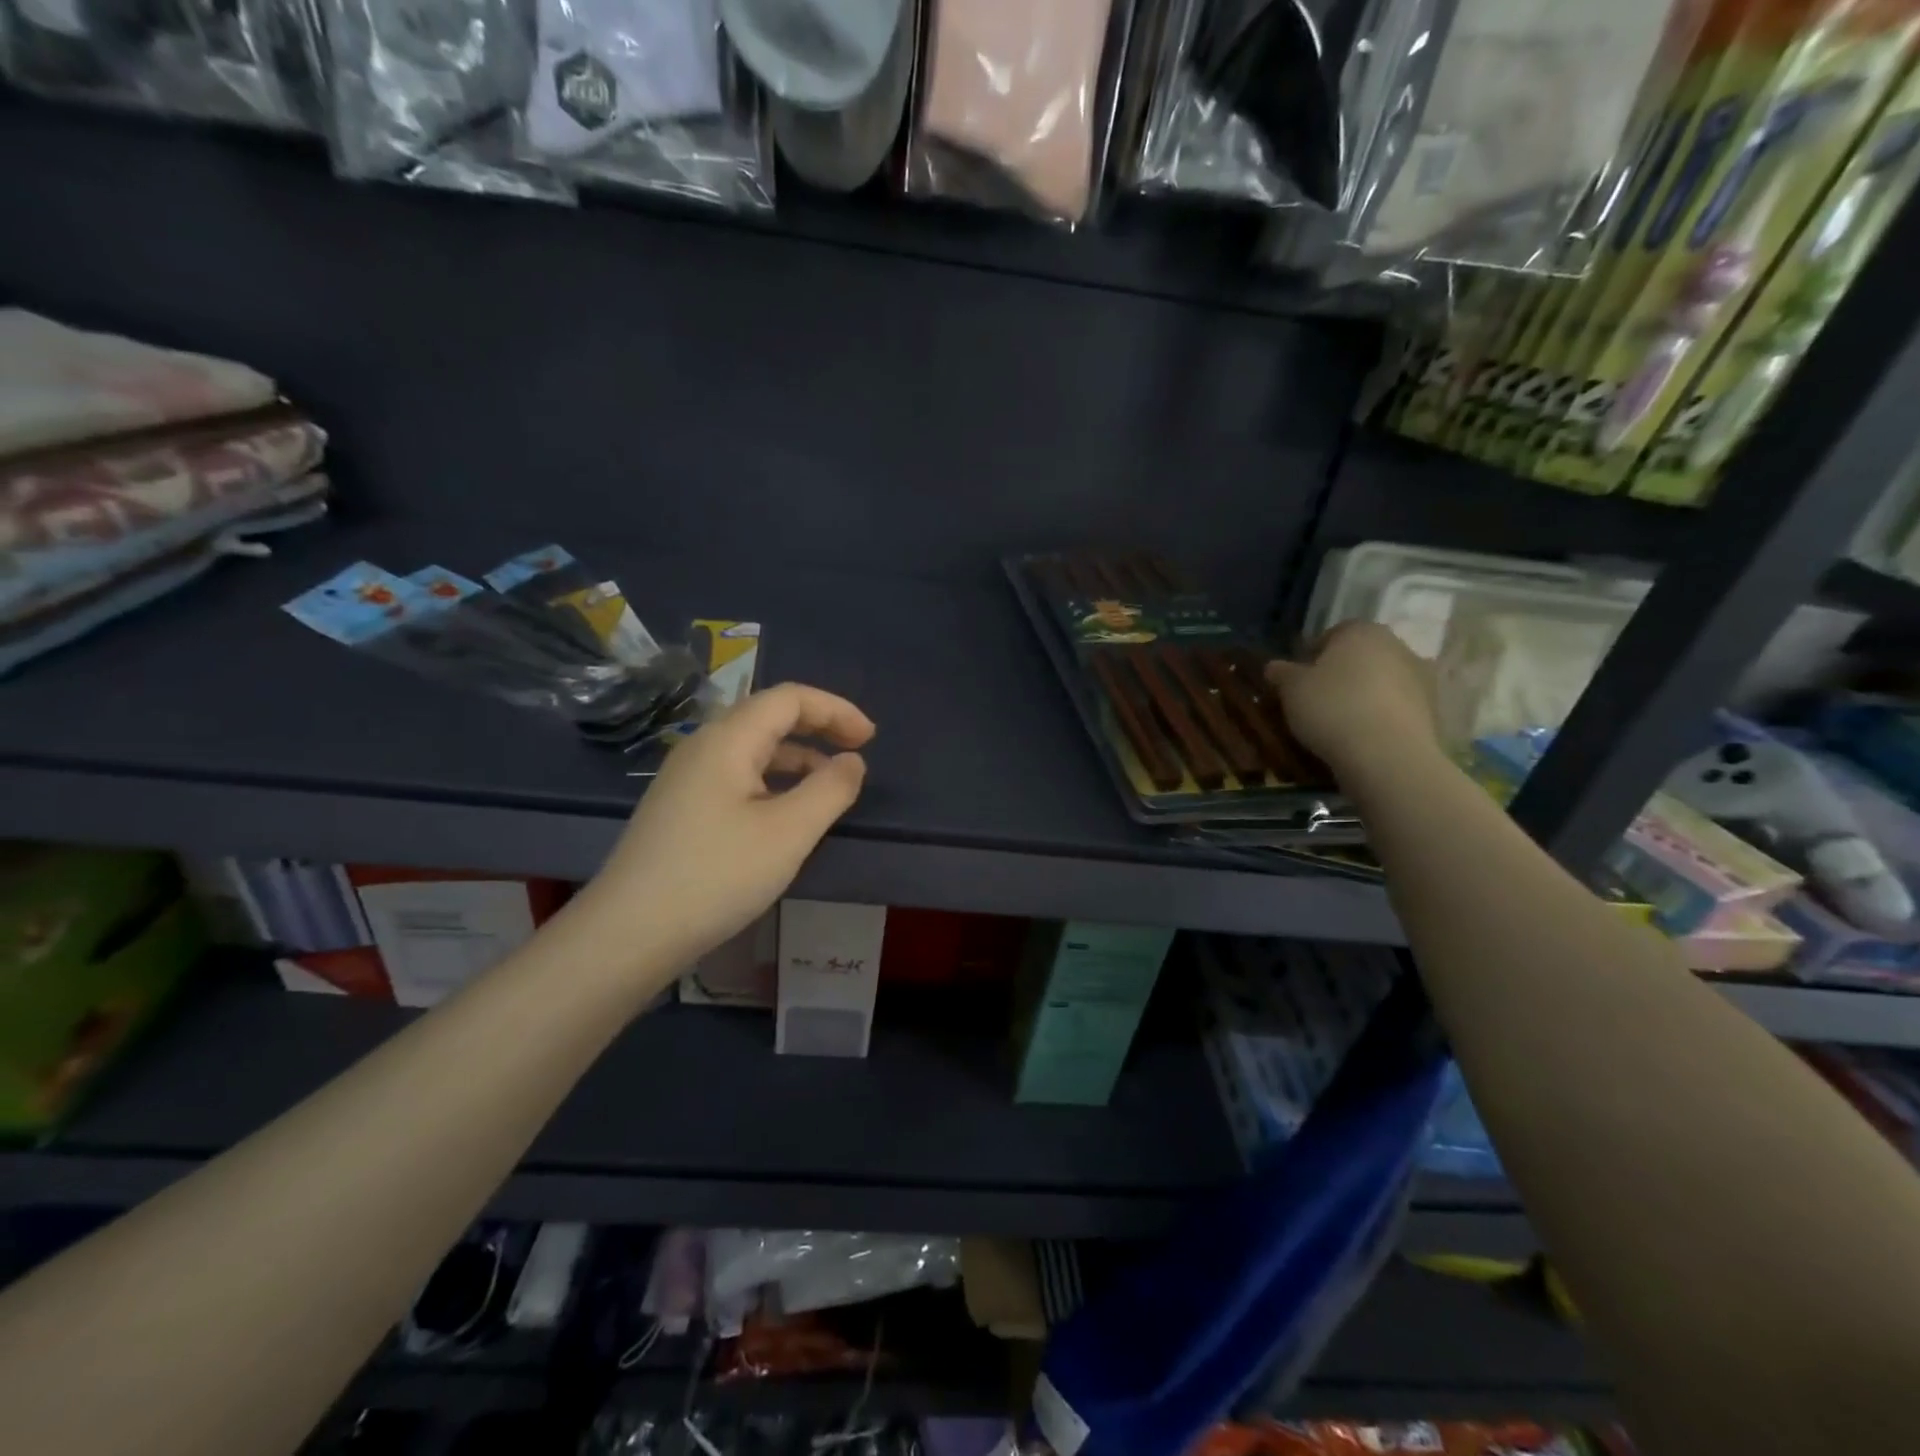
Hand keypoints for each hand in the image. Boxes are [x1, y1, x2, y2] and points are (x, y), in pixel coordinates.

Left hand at [575, 683, 874, 977]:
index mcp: (727, 740)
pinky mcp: (680, 808)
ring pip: (752, 749)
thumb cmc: (716, 875)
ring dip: (797, 757)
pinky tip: (786, 813)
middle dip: (818, 727)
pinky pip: (737, 776)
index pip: (789, 699)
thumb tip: (852, 761)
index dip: (835, 709)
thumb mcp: (789, 833)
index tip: (870, 739)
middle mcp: (703, 747)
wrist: (629, 933)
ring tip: (830, 786)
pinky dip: (773, 780)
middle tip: (858, 751)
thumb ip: (830, 790)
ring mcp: (686, 778)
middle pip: (768, 716)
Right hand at [1265, 622, 1440, 779]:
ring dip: (1365, 694)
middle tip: (1317, 699)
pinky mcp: (1433, 709)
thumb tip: (1273, 667)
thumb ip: (1282, 673)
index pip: (1333, 634)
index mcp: (1361, 631)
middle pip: (1361, 656)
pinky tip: (1363, 735)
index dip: (1313, 655)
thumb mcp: (1291, 689)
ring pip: (1382, 681)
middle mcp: (1396, 645)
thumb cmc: (1332, 708)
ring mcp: (1421, 677)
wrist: (1387, 754)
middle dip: (1342, 673)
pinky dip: (1382, 715)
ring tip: (1341, 721)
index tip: (1298, 678)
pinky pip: (1397, 707)